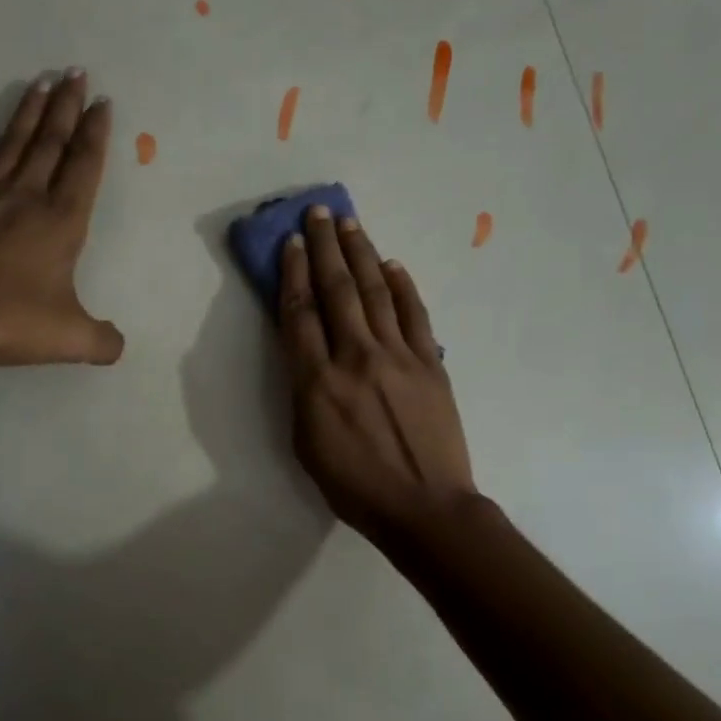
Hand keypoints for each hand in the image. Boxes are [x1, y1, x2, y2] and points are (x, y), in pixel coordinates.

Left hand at [0, 69, 123, 365]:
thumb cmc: (4, 317)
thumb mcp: (66, 338)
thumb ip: (100, 341)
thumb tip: (117, 347)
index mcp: (59, 221)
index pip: (84, 166)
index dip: (97, 134)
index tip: (103, 102)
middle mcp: (24, 196)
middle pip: (50, 142)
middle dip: (67, 107)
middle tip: (76, 72)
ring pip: (10, 143)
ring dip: (27, 113)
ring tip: (40, 82)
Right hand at [278, 206, 475, 544]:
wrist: (425, 507)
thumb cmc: (355, 486)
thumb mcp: (306, 444)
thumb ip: (303, 391)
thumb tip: (307, 353)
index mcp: (318, 382)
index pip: (300, 313)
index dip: (292, 273)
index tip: (289, 243)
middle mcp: (356, 357)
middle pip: (336, 290)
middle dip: (324, 247)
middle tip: (318, 213)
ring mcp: (398, 356)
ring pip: (375, 292)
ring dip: (361, 254)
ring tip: (350, 224)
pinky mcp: (431, 363)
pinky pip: (414, 314)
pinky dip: (402, 286)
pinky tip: (391, 264)